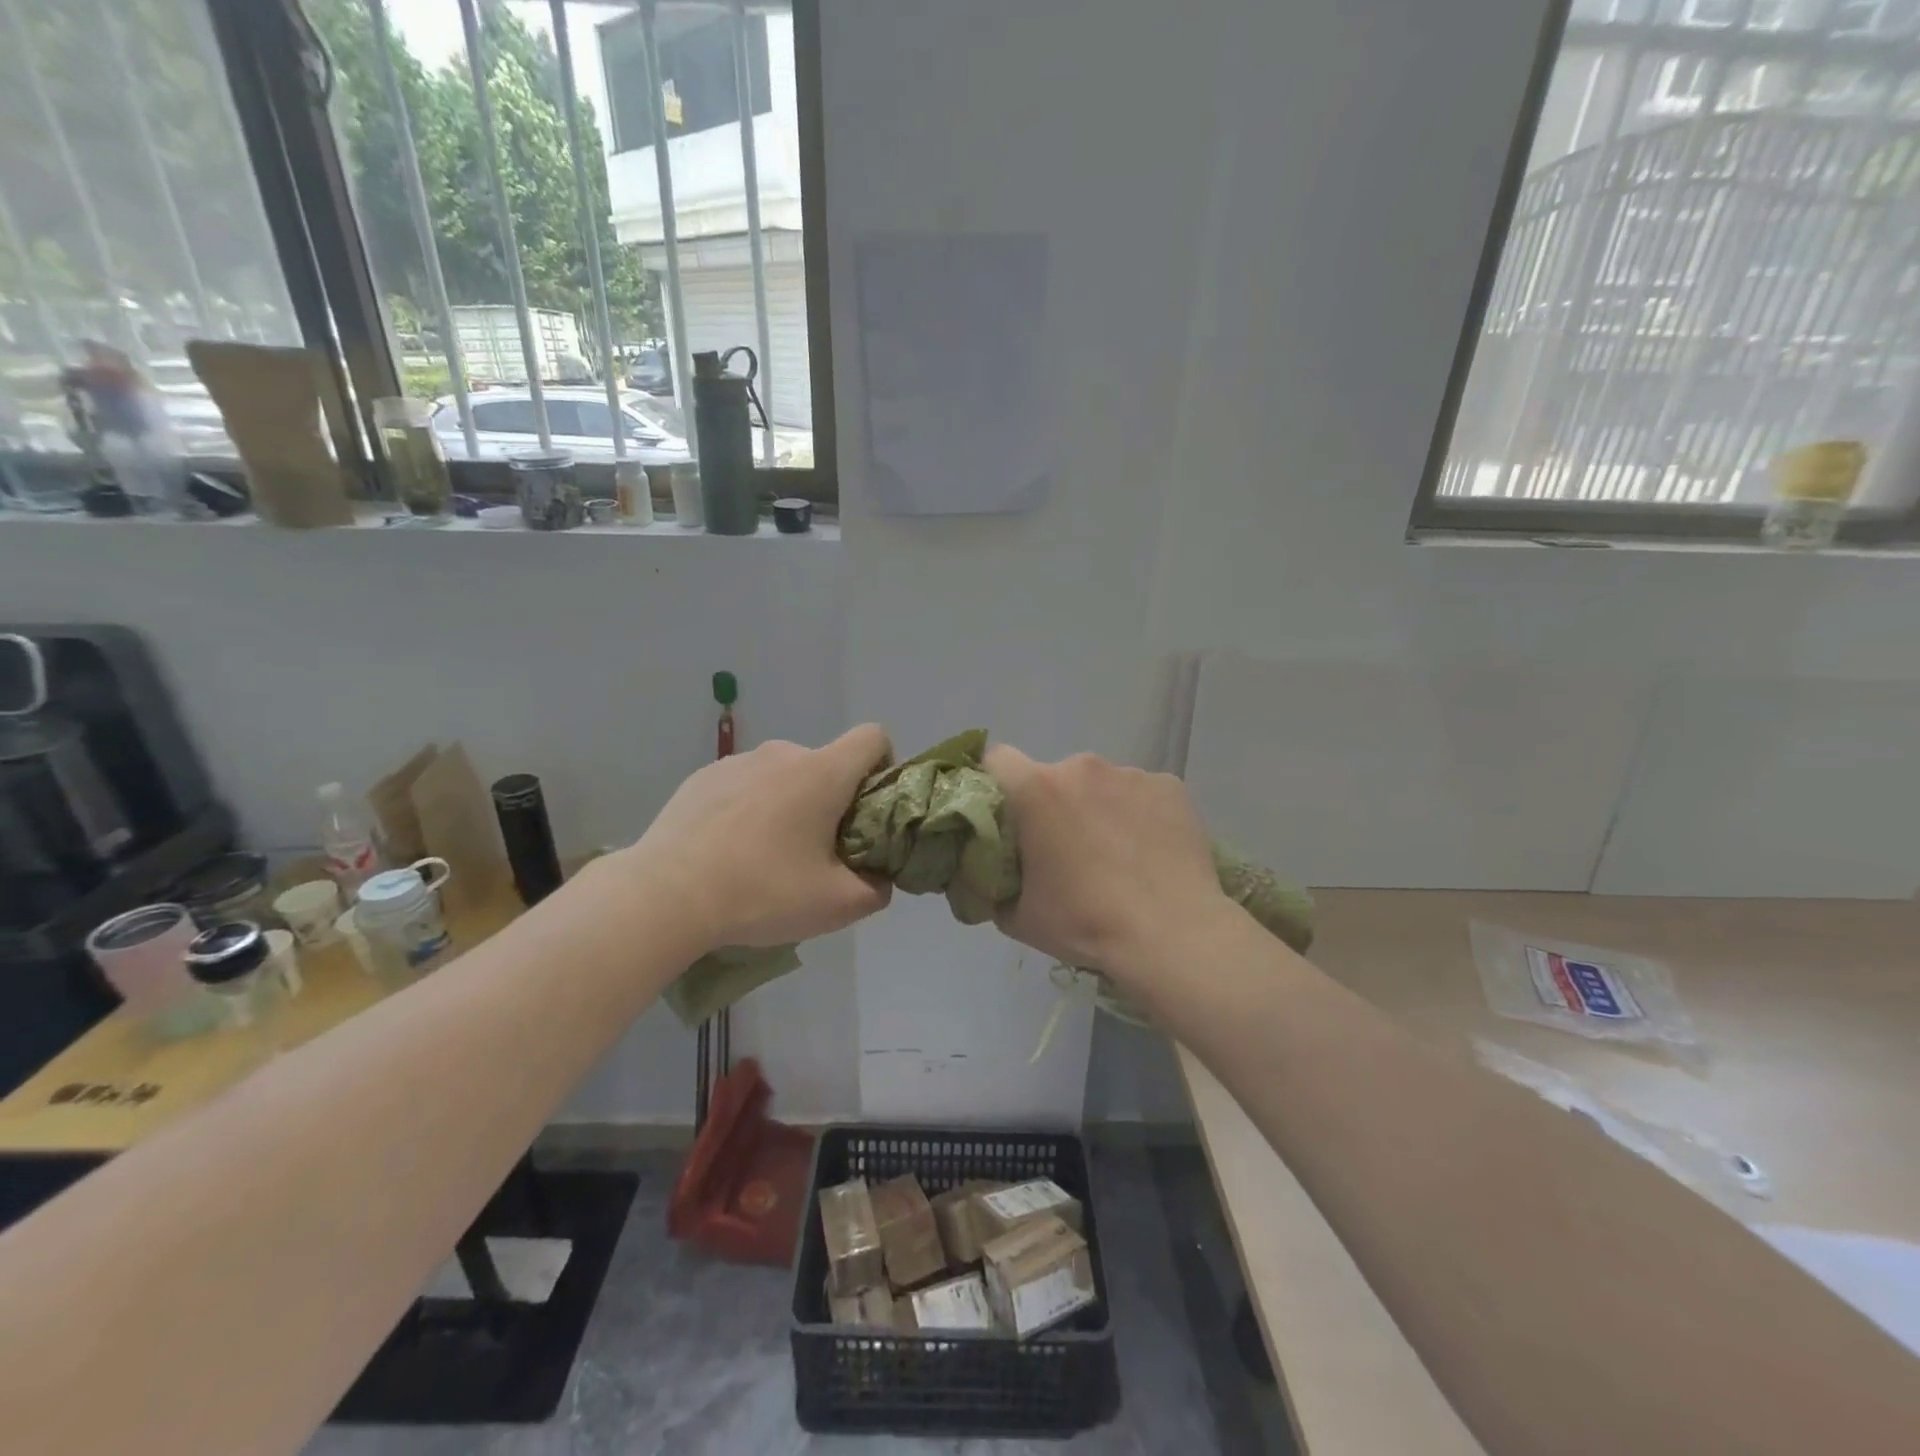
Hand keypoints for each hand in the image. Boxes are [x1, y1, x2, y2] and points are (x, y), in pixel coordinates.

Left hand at [630, 725, 893, 952]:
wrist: (665, 896)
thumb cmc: (762, 892)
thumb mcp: (836, 905)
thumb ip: (876, 888)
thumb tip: (879, 878)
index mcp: (822, 772)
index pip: (873, 738)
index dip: (883, 767)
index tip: (868, 811)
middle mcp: (782, 753)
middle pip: (827, 765)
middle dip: (833, 801)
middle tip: (817, 853)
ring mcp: (737, 762)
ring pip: (784, 776)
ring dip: (790, 804)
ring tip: (767, 857)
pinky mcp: (703, 778)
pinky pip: (745, 785)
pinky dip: (750, 808)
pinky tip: (729, 851)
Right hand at [984, 745, 1231, 985]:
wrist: (1172, 935)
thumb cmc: (1085, 922)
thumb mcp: (1017, 916)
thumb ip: (992, 882)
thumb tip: (989, 871)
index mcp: (1037, 790)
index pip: (996, 760)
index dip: (994, 784)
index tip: (1004, 816)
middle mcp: (1082, 767)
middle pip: (1053, 776)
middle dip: (1053, 805)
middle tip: (1065, 851)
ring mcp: (1131, 774)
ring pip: (1100, 786)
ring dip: (1097, 809)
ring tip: (1116, 857)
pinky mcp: (1170, 787)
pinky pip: (1140, 794)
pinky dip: (1138, 815)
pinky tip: (1149, 853)